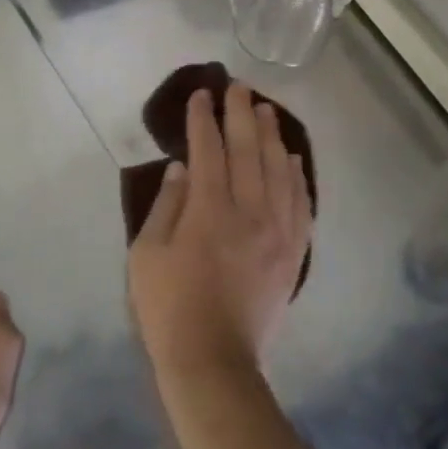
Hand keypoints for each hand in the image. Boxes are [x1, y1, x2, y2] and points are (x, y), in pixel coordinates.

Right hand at [127, 84, 312, 383]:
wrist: (214, 362)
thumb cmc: (169, 308)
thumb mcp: (147, 254)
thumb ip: (167, 205)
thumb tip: (182, 168)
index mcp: (209, 211)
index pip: (208, 150)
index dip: (203, 119)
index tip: (201, 95)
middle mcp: (249, 212)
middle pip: (248, 150)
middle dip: (240, 114)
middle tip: (237, 87)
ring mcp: (277, 232)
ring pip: (278, 171)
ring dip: (271, 136)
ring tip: (266, 110)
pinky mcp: (292, 252)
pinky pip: (300, 203)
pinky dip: (296, 176)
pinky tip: (291, 158)